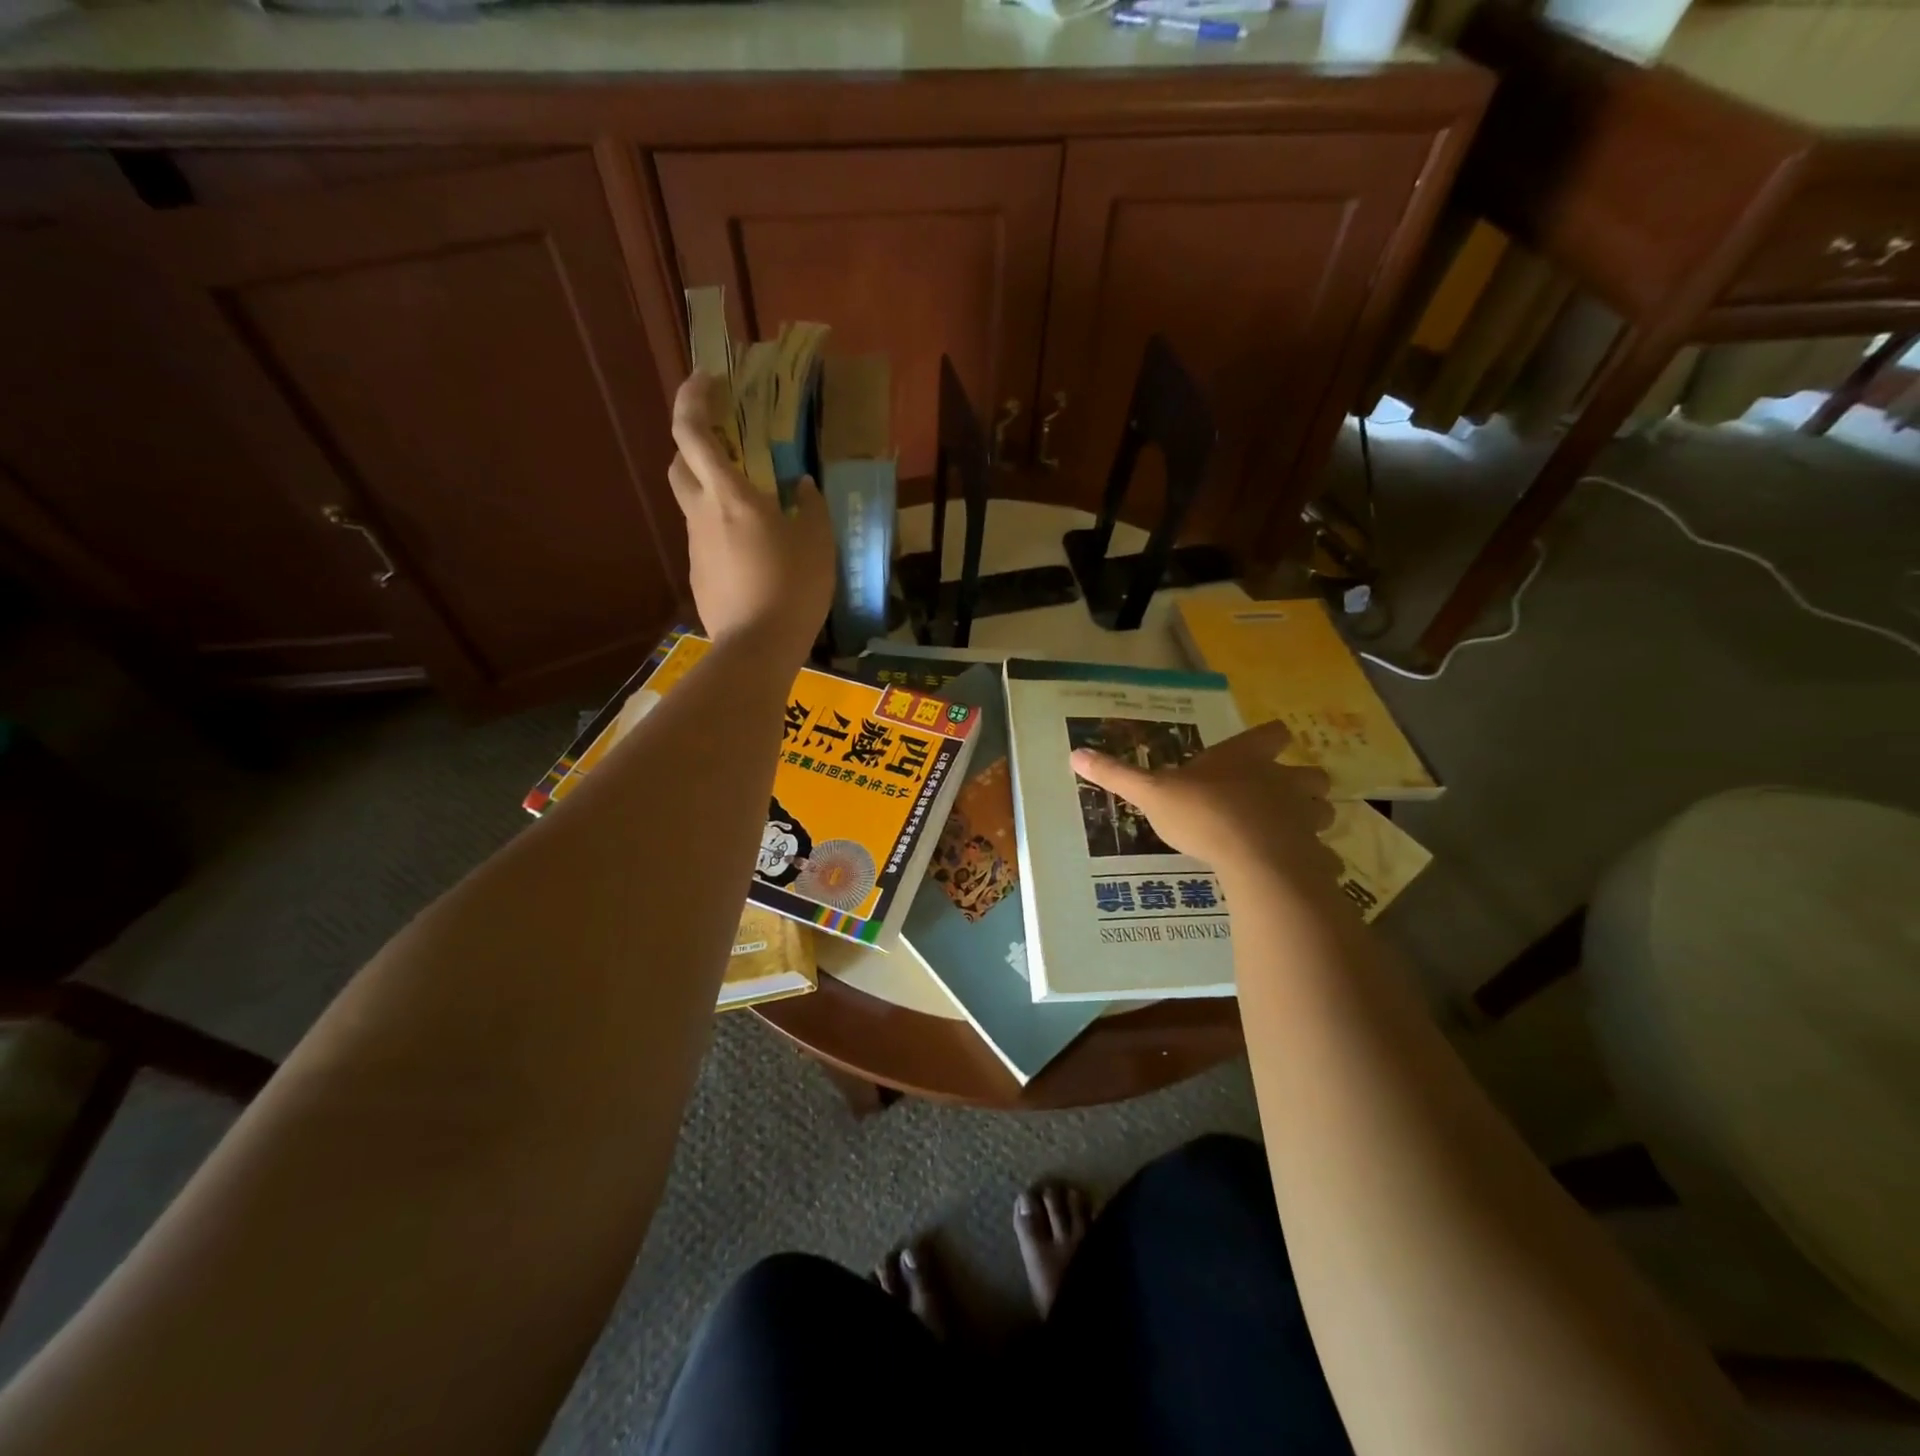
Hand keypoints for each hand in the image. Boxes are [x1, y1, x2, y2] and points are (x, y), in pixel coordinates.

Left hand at [668, 372, 834, 653]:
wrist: (757, 647)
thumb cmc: (793, 587)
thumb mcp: (818, 542)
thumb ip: (810, 506)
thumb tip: (802, 485)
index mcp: (730, 495)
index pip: (692, 432)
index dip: (692, 398)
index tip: (706, 380)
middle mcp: (702, 513)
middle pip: (679, 464)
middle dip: (694, 444)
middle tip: (727, 446)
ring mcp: (695, 547)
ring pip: (693, 504)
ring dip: (712, 492)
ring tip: (753, 510)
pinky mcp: (698, 575)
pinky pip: (706, 540)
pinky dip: (722, 532)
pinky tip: (753, 556)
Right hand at [1071, 720, 1340, 898]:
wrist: (1255, 861)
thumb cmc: (1204, 815)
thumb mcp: (1152, 793)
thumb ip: (1118, 775)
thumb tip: (1075, 753)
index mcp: (1247, 759)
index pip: (1272, 734)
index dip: (1268, 739)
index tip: (1260, 747)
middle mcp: (1283, 781)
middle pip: (1310, 773)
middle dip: (1300, 782)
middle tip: (1278, 796)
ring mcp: (1305, 818)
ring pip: (1324, 811)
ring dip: (1311, 818)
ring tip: (1288, 832)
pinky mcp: (1315, 854)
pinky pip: (1322, 856)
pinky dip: (1314, 861)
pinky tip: (1297, 871)